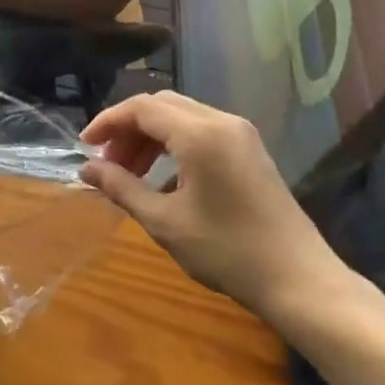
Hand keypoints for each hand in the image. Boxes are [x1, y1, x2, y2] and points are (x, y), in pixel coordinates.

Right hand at [79, 90, 350, 320]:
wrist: (299, 279)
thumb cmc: (227, 252)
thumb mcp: (165, 222)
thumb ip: (122, 189)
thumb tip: (86, 169)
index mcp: (199, 134)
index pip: (142, 108)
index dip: (108, 122)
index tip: (85, 147)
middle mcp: (221, 121)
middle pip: (162, 105)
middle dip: (128, 128)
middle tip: (107, 163)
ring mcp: (241, 133)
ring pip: (182, 116)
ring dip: (151, 136)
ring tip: (130, 173)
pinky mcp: (250, 149)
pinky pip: (202, 130)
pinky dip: (174, 144)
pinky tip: (165, 179)